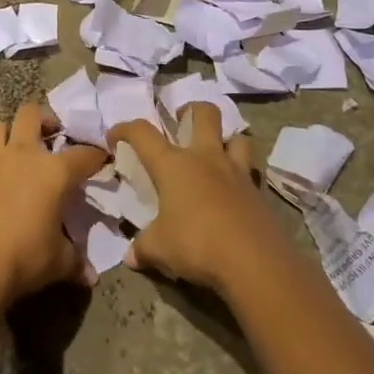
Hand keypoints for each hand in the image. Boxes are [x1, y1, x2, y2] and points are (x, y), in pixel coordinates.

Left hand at [0, 102, 108, 304]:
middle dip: (44, 120)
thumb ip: (75, 261)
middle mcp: (23, 156)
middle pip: (31, 114)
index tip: (101, 159)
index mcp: (54, 172)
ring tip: (16, 152)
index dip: (96, 155)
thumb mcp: (58, 262)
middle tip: (51, 135)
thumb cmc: (24, 257)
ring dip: (9, 134)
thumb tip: (89, 275)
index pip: (83, 154)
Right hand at [109, 103, 283, 294]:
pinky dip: (241, 176)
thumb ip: (143, 248)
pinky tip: (234, 194)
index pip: (143, 133)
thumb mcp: (160, 249)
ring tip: (216, 154)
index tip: (114, 136)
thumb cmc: (197, 245)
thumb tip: (131, 256)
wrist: (255, 263)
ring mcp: (237, 172)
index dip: (125, 129)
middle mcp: (206, 158)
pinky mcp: (259, 193)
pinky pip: (250, 173)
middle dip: (192, 110)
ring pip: (237, 138)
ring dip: (226, 140)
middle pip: (205, 114)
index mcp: (174, 165)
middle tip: (182, 120)